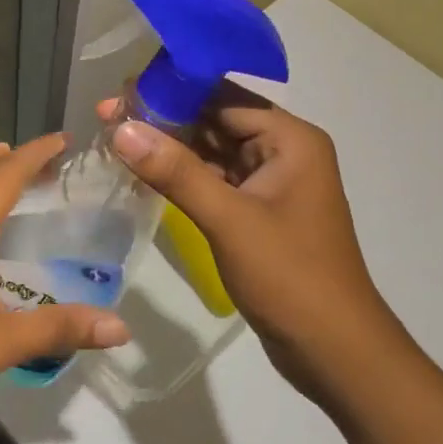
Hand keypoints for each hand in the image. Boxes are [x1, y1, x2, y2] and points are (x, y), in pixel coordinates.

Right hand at [98, 86, 398, 403]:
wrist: (335, 352)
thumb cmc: (290, 277)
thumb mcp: (229, 220)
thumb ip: (176, 171)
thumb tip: (121, 128)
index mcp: (290, 139)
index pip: (223, 97)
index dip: (171, 91)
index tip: (120, 93)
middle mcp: (283, 151)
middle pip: (216, 120)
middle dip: (164, 118)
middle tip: (108, 115)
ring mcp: (271, 183)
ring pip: (212, 151)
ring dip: (170, 147)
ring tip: (116, 137)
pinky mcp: (258, 212)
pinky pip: (214, 180)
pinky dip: (182, 176)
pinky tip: (144, 172)